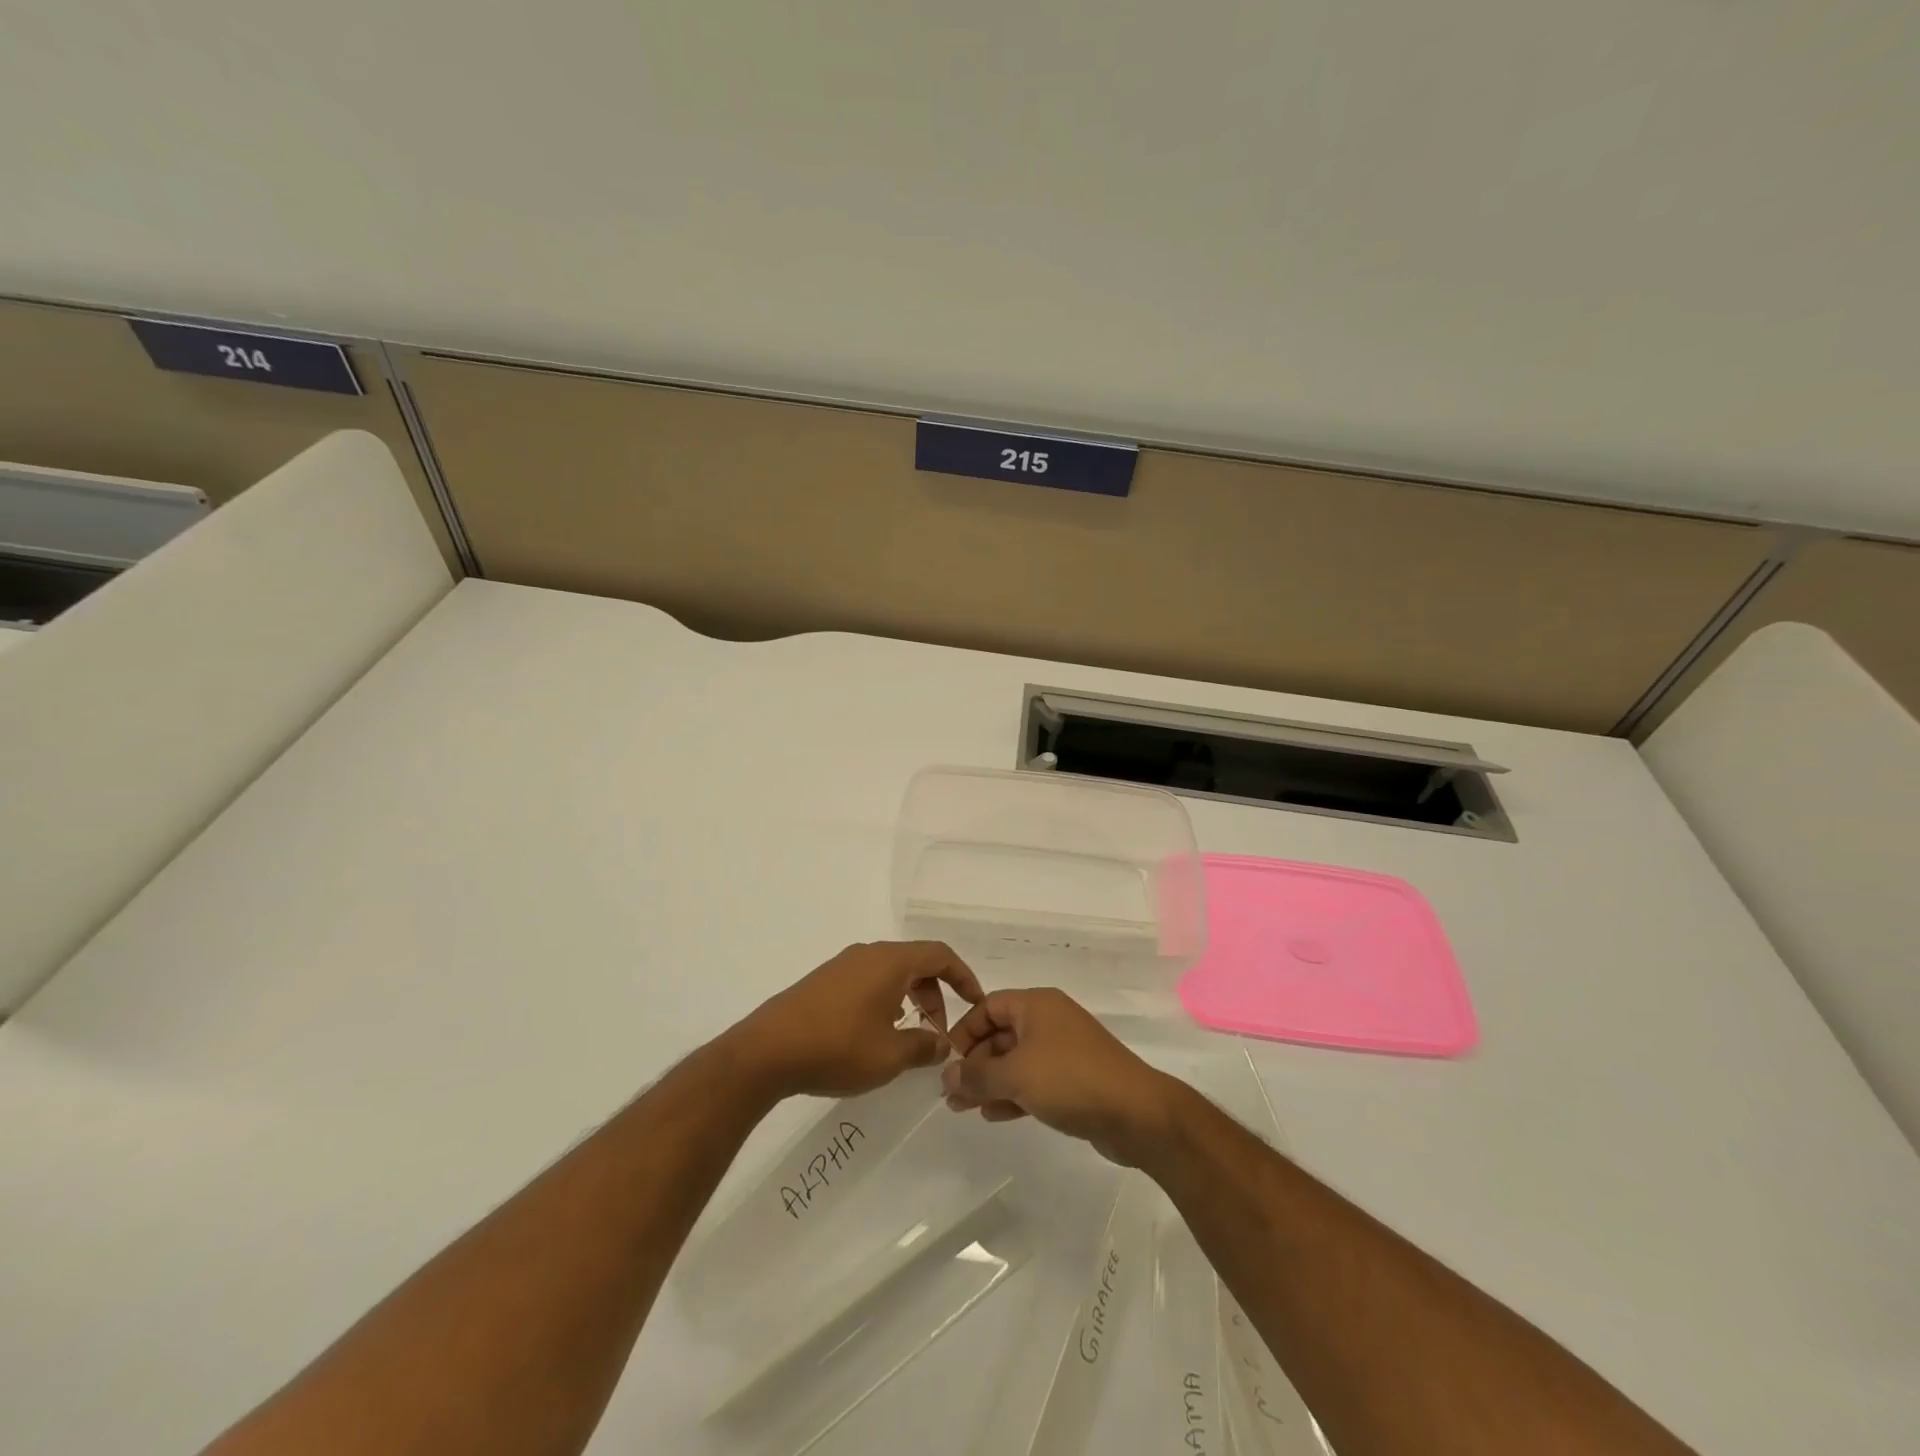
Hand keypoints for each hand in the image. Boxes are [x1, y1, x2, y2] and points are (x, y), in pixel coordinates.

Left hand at [733, 941, 983, 1099]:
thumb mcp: (889, 1056)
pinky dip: (884, 999)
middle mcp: (868, 954)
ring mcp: (842, 966)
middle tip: (939, 1030)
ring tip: (910, 1034)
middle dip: (935, 993)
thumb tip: (943, 1043)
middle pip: (915, 962)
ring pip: (890, 972)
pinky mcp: (823, 982)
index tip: (976, 1002)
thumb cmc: (837, 1048)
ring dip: (909, 997)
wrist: (766, 1051)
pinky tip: (875, 1032)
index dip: (963, 976)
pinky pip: (867, 981)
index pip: (939, 955)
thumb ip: (923, 1047)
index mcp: (890, 962)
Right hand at [940, 988, 1177, 1164]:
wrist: (1137, 1113)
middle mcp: (1049, 1021)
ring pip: (1016, 1060)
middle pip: (1000, 1034)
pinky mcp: (1074, 1079)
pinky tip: (994, 1115)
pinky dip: (1013, 1094)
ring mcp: (1063, 1050)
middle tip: (952, 1095)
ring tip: (964, 1110)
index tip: (946, 1062)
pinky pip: (1034, 1080)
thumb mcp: (1016, 1075)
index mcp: (1036, 1005)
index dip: (964, 1031)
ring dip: (990, 1082)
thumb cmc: (1071, 1080)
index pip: (988, 1006)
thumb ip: (977, 1075)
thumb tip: (946, 1075)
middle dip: (975, 1063)